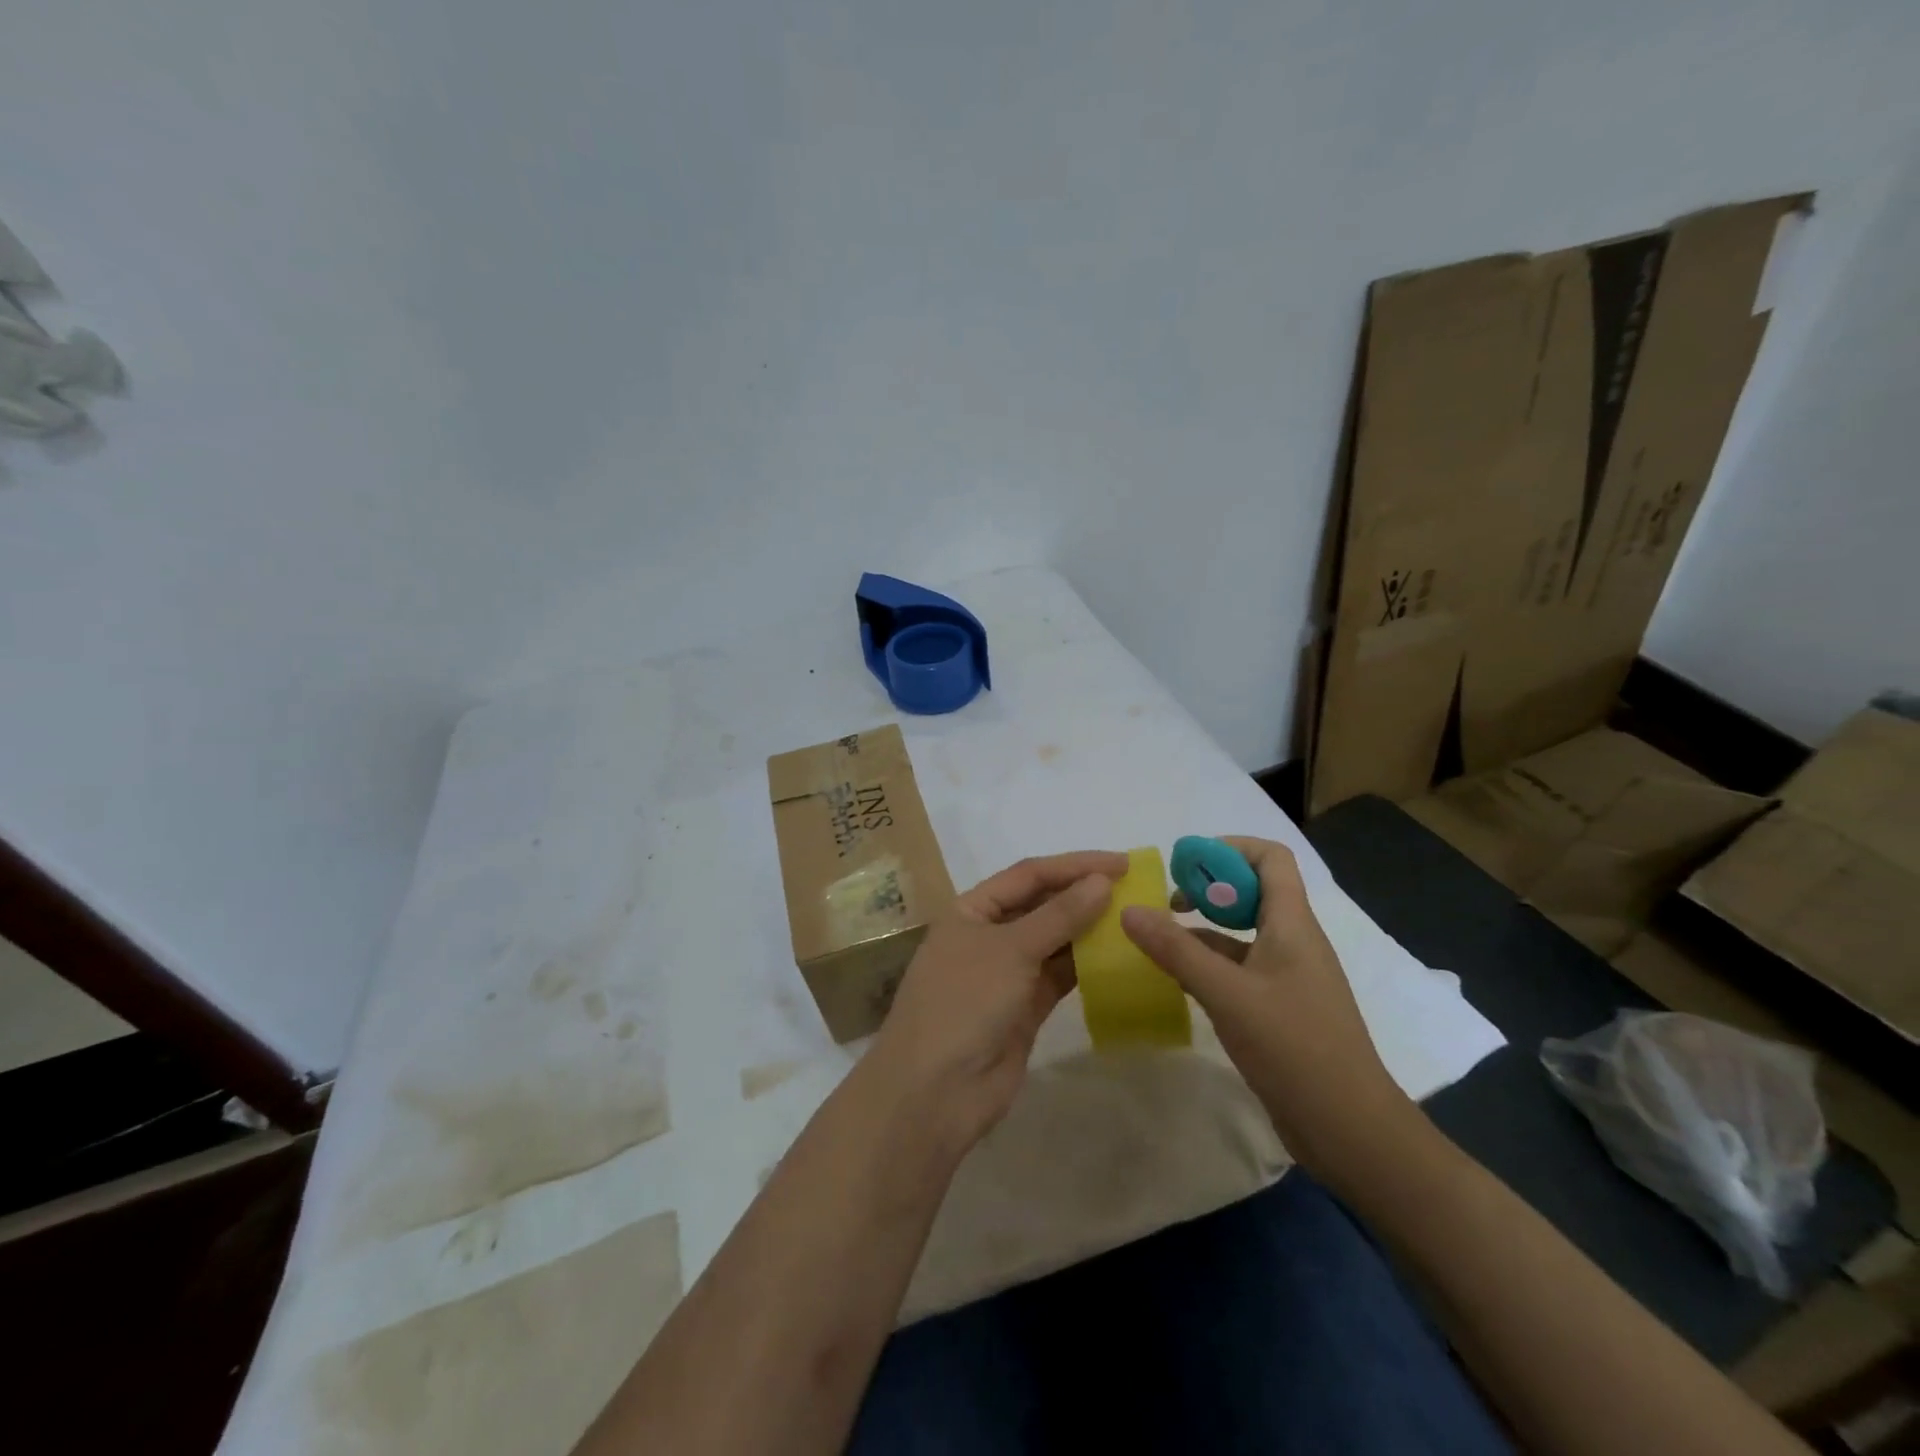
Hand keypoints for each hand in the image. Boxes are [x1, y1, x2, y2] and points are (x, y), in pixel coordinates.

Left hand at [867, 850, 1124, 1156]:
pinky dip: (1086, 966)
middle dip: (1084, 895)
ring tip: (1135, 919)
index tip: (1123, 863)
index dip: (1075, 865)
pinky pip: (1060, 976)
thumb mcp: (1010, 950)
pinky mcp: (1025, 1008)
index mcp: (972, 909)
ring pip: (1055, 941)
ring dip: (1089, 930)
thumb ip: (1059, 916)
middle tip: (1136, 890)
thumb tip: (1102, 882)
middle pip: (1042, 905)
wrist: (935, 1091)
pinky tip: (1119, 957)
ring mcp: (1007, 973)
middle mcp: (989, 935)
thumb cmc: (964, 1002)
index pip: (1029, 874)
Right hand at [1120, 836, 1421, 1187]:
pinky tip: (1175, 978)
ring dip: (1202, 928)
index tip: (1185, 864)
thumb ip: (1176, 950)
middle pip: (1252, 891)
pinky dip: (1207, 964)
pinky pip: (1238, 969)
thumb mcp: (1228, 995)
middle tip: (1165, 901)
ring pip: (1241, 934)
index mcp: (1293, 925)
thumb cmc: (1295, 1049)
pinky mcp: (1278, 1009)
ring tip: (1157, 937)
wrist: (1351, 1131)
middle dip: (1207, 887)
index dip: (1228, 849)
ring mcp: (1287, 977)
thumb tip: (1129, 910)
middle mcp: (1293, 942)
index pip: (1271, 859)